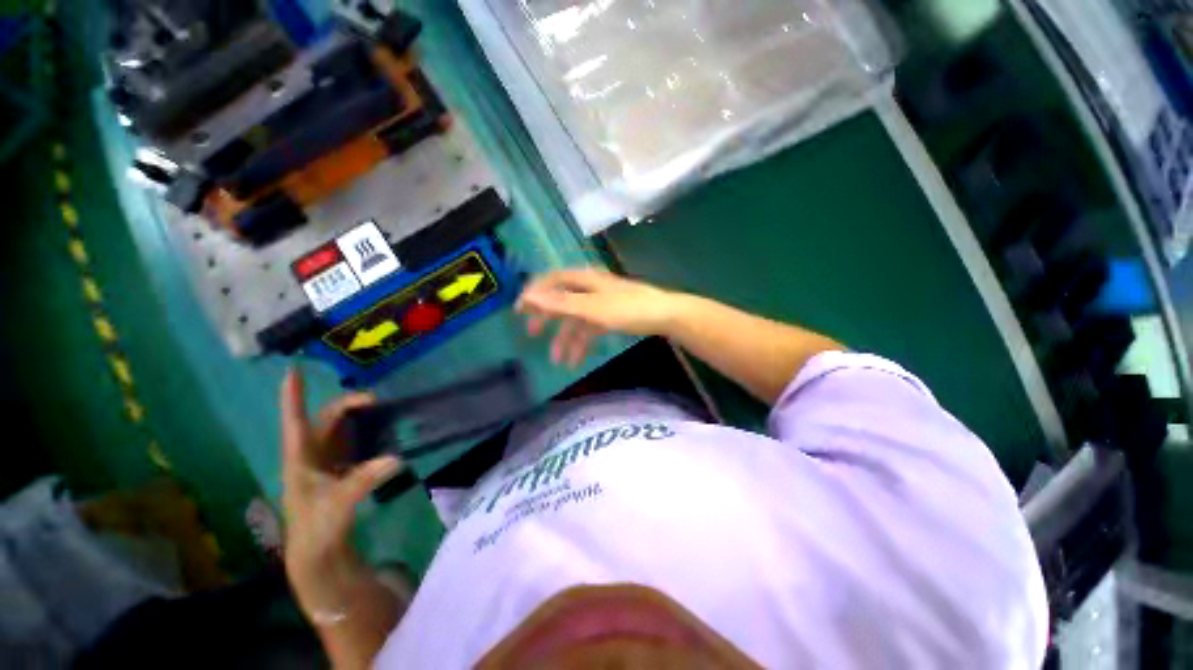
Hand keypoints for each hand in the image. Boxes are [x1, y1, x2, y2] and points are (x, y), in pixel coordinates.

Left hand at [280, 369, 401, 620]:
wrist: (320, 556)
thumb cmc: (318, 530)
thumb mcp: (337, 506)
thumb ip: (362, 481)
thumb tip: (395, 457)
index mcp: (301, 461)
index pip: (295, 424)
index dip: (293, 398)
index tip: (291, 372)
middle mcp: (312, 458)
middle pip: (327, 422)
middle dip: (346, 405)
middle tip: (374, 400)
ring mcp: (328, 465)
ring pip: (340, 431)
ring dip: (357, 417)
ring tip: (381, 409)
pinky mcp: (342, 473)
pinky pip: (354, 444)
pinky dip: (367, 433)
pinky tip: (383, 433)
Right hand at [516, 268, 681, 365]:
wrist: (665, 316)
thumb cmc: (628, 309)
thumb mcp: (592, 308)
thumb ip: (561, 303)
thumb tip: (528, 296)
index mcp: (584, 279)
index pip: (551, 280)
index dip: (534, 293)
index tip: (519, 310)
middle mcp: (590, 288)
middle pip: (561, 300)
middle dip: (547, 317)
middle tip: (532, 333)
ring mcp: (600, 303)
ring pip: (576, 319)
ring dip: (566, 339)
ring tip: (559, 361)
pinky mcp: (610, 316)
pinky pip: (589, 328)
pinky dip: (582, 342)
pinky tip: (577, 360)